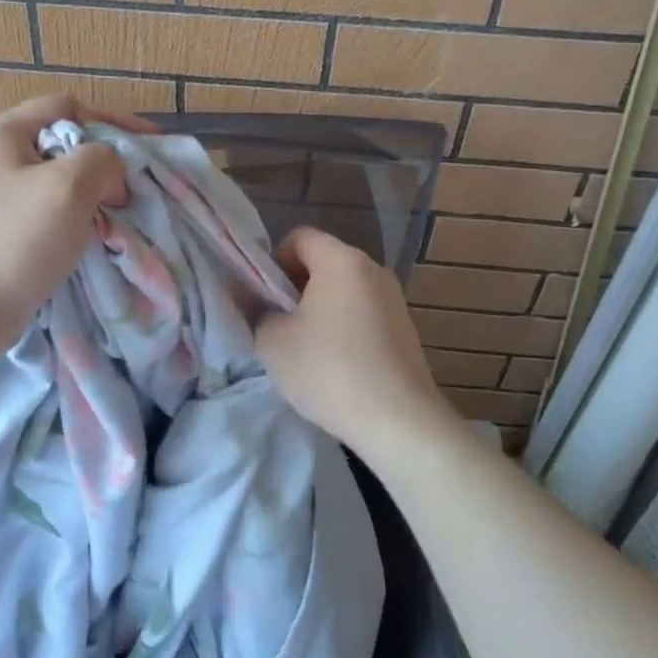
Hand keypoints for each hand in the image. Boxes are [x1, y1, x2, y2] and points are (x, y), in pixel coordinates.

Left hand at [0, 97, 150, 357]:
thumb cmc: (15, 242)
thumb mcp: (69, 188)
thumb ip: (101, 159)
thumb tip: (108, 170)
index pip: (64, 107)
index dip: (111, 120)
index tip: (148, 144)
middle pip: (56, 142)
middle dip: (100, 161)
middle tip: (129, 188)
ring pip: (49, 179)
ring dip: (86, 192)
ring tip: (114, 213)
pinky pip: (36, 209)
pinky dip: (66, 216)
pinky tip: (84, 236)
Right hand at [255, 227, 459, 455]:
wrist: (398, 420)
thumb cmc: (328, 370)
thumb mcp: (272, 341)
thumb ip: (256, 310)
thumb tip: (251, 296)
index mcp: (341, 260)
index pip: (299, 237)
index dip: (273, 261)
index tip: (265, 297)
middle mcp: (372, 268)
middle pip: (324, 261)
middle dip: (296, 286)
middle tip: (280, 323)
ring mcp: (394, 298)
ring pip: (345, 289)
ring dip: (322, 308)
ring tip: (307, 348)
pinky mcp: (406, 327)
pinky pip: (365, 312)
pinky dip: (346, 326)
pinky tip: (337, 364)